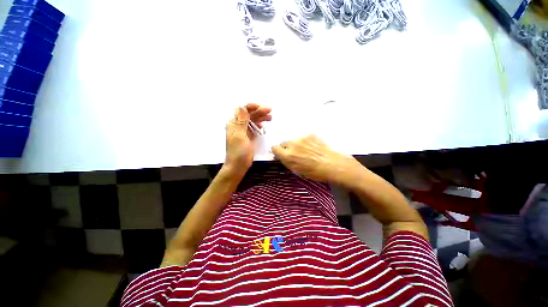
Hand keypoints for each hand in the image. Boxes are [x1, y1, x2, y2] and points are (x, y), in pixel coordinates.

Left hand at [225, 103, 271, 174]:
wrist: (238, 165)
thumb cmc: (238, 151)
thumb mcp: (239, 135)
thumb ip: (241, 121)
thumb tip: (242, 106)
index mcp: (234, 123)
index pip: (242, 110)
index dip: (251, 107)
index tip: (261, 107)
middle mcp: (239, 125)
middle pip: (249, 114)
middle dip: (259, 111)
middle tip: (270, 111)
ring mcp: (244, 131)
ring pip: (253, 120)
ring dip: (261, 117)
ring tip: (270, 117)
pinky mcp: (249, 136)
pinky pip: (255, 128)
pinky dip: (259, 125)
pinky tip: (263, 126)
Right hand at [271, 135, 361, 182]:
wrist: (333, 165)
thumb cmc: (315, 172)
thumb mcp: (297, 170)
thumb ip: (287, 161)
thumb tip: (280, 156)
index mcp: (288, 155)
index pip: (275, 148)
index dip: (277, 151)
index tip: (280, 154)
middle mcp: (292, 144)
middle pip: (283, 143)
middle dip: (286, 148)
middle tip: (295, 153)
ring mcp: (302, 138)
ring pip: (294, 140)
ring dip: (296, 144)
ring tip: (306, 151)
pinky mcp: (310, 135)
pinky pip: (303, 138)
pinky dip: (305, 142)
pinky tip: (313, 148)